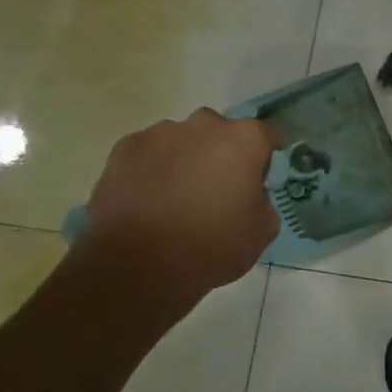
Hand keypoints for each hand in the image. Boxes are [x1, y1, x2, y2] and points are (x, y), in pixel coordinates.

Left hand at [76, 110, 279, 315]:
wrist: (137, 265)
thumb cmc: (212, 246)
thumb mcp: (262, 230)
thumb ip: (263, 200)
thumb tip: (250, 193)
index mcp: (243, 140)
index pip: (267, 134)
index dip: (267, 156)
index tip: (263, 177)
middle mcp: (203, 125)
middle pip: (222, 132)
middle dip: (224, 154)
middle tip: (220, 190)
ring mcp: (159, 134)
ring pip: (184, 141)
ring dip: (188, 160)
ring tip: (179, 199)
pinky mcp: (123, 149)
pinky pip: (150, 154)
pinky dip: (155, 169)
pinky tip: (150, 201)